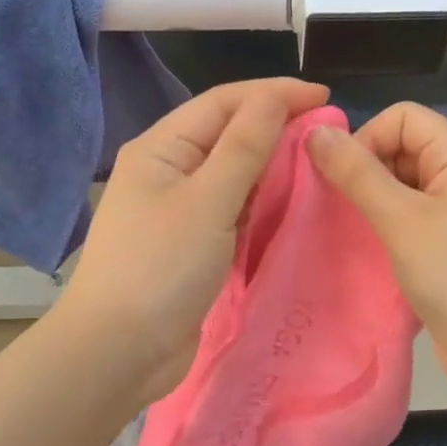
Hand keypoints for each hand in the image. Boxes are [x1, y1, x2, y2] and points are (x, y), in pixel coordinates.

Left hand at [61, 78, 329, 408]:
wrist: (119, 351)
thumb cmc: (160, 267)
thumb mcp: (208, 200)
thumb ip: (244, 147)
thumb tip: (276, 98)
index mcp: (161, 148)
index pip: (223, 102)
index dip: (274, 94)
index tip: (326, 98)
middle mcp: (167, 170)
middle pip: (227, 133)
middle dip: (275, 127)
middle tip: (327, 133)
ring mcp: (177, 209)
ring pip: (232, 173)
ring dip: (270, 165)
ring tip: (315, 164)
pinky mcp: (190, 243)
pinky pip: (231, 208)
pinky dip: (259, 202)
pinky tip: (287, 204)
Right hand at [308, 102, 446, 402]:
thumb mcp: (402, 220)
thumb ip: (357, 173)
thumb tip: (315, 131)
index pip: (401, 117)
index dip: (366, 138)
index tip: (342, 180)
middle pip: (401, 146)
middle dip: (365, 170)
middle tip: (338, 209)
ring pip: (401, 184)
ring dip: (371, 201)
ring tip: (349, 231)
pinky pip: (409, 216)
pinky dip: (384, 226)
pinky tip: (366, 251)